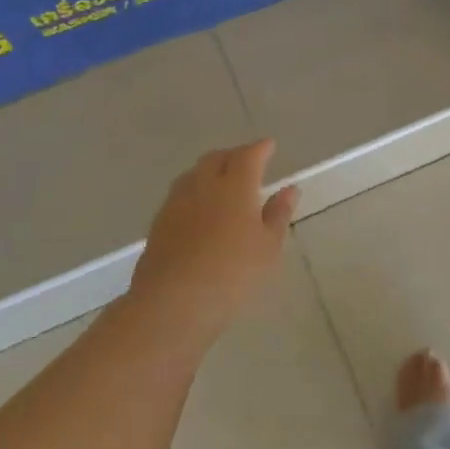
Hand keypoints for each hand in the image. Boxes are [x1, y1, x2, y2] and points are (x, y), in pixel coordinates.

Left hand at [128, 139, 298, 345]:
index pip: (248, 155)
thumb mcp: (268, 246)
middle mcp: (203, 185)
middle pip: (216, 158)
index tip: (269, 145)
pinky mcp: (159, 223)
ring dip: (210, 171)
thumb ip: (278, 214)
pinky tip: (201, 210)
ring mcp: (176, 202)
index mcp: (234, 186)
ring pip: (194, 174)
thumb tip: (289, 189)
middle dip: (233, 155)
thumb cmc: (232, 273)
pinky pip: (180, 194)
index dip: (260, 148)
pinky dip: (195, 192)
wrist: (172, 303)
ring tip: (223, 183)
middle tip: (247, 163)